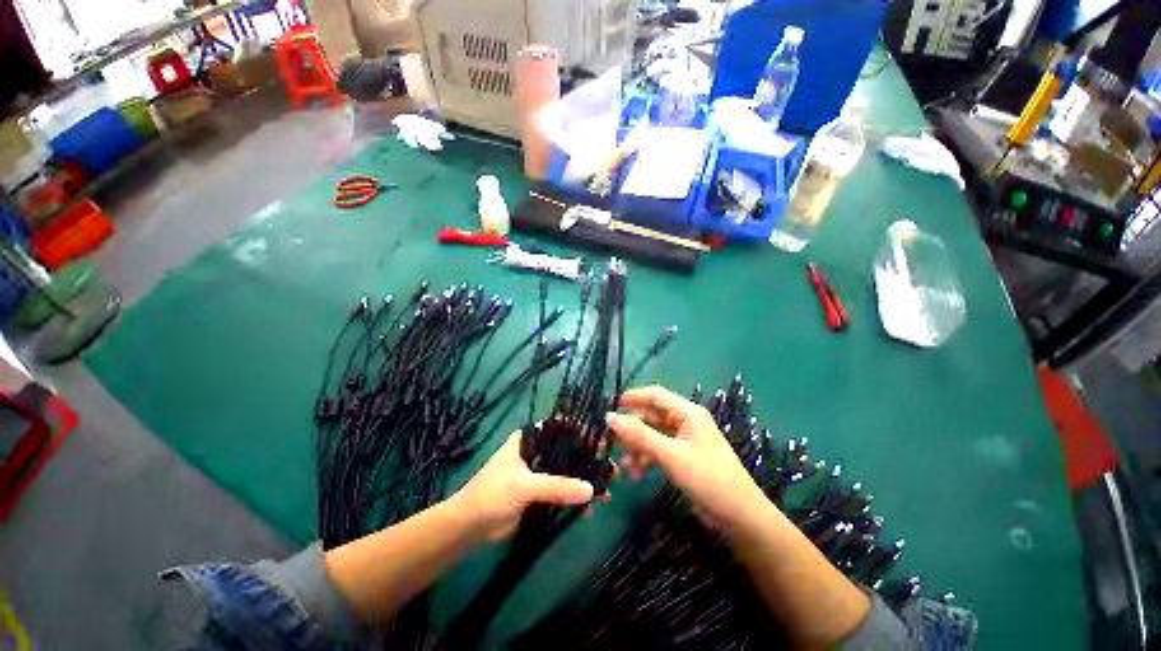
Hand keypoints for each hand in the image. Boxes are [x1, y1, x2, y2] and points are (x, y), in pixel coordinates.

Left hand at [452, 430, 593, 542]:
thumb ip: (556, 487)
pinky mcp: (540, 493)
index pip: (561, 428)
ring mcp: (539, 472)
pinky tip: (591, 509)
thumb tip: (591, 490)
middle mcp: (537, 451)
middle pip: (569, 450)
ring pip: (568, 472)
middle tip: (612, 469)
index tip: (603, 441)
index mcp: (530, 439)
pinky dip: (576, 498)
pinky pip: (563, 491)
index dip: (582, 432)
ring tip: (607, 493)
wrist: (469, 528)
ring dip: (586, 481)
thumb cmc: (492, 494)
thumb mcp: (524, 486)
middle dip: (590, 460)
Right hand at [606, 386, 768, 533]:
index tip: (611, 406)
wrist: (739, 516)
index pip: (656, 395)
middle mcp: (685, 422)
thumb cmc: (708, 478)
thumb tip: (609, 417)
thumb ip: (640, 435)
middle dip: (632, 429)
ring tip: (623, 465)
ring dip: (637, 447)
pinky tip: (636, 473)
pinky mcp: (683, 458)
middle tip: (610, 441)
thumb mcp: (671, 455)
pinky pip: (659, 451)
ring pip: (653, 435)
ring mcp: (684, 441)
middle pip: (652, 417)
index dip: (633, 397)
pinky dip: (646, 459)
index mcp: (687, 413)